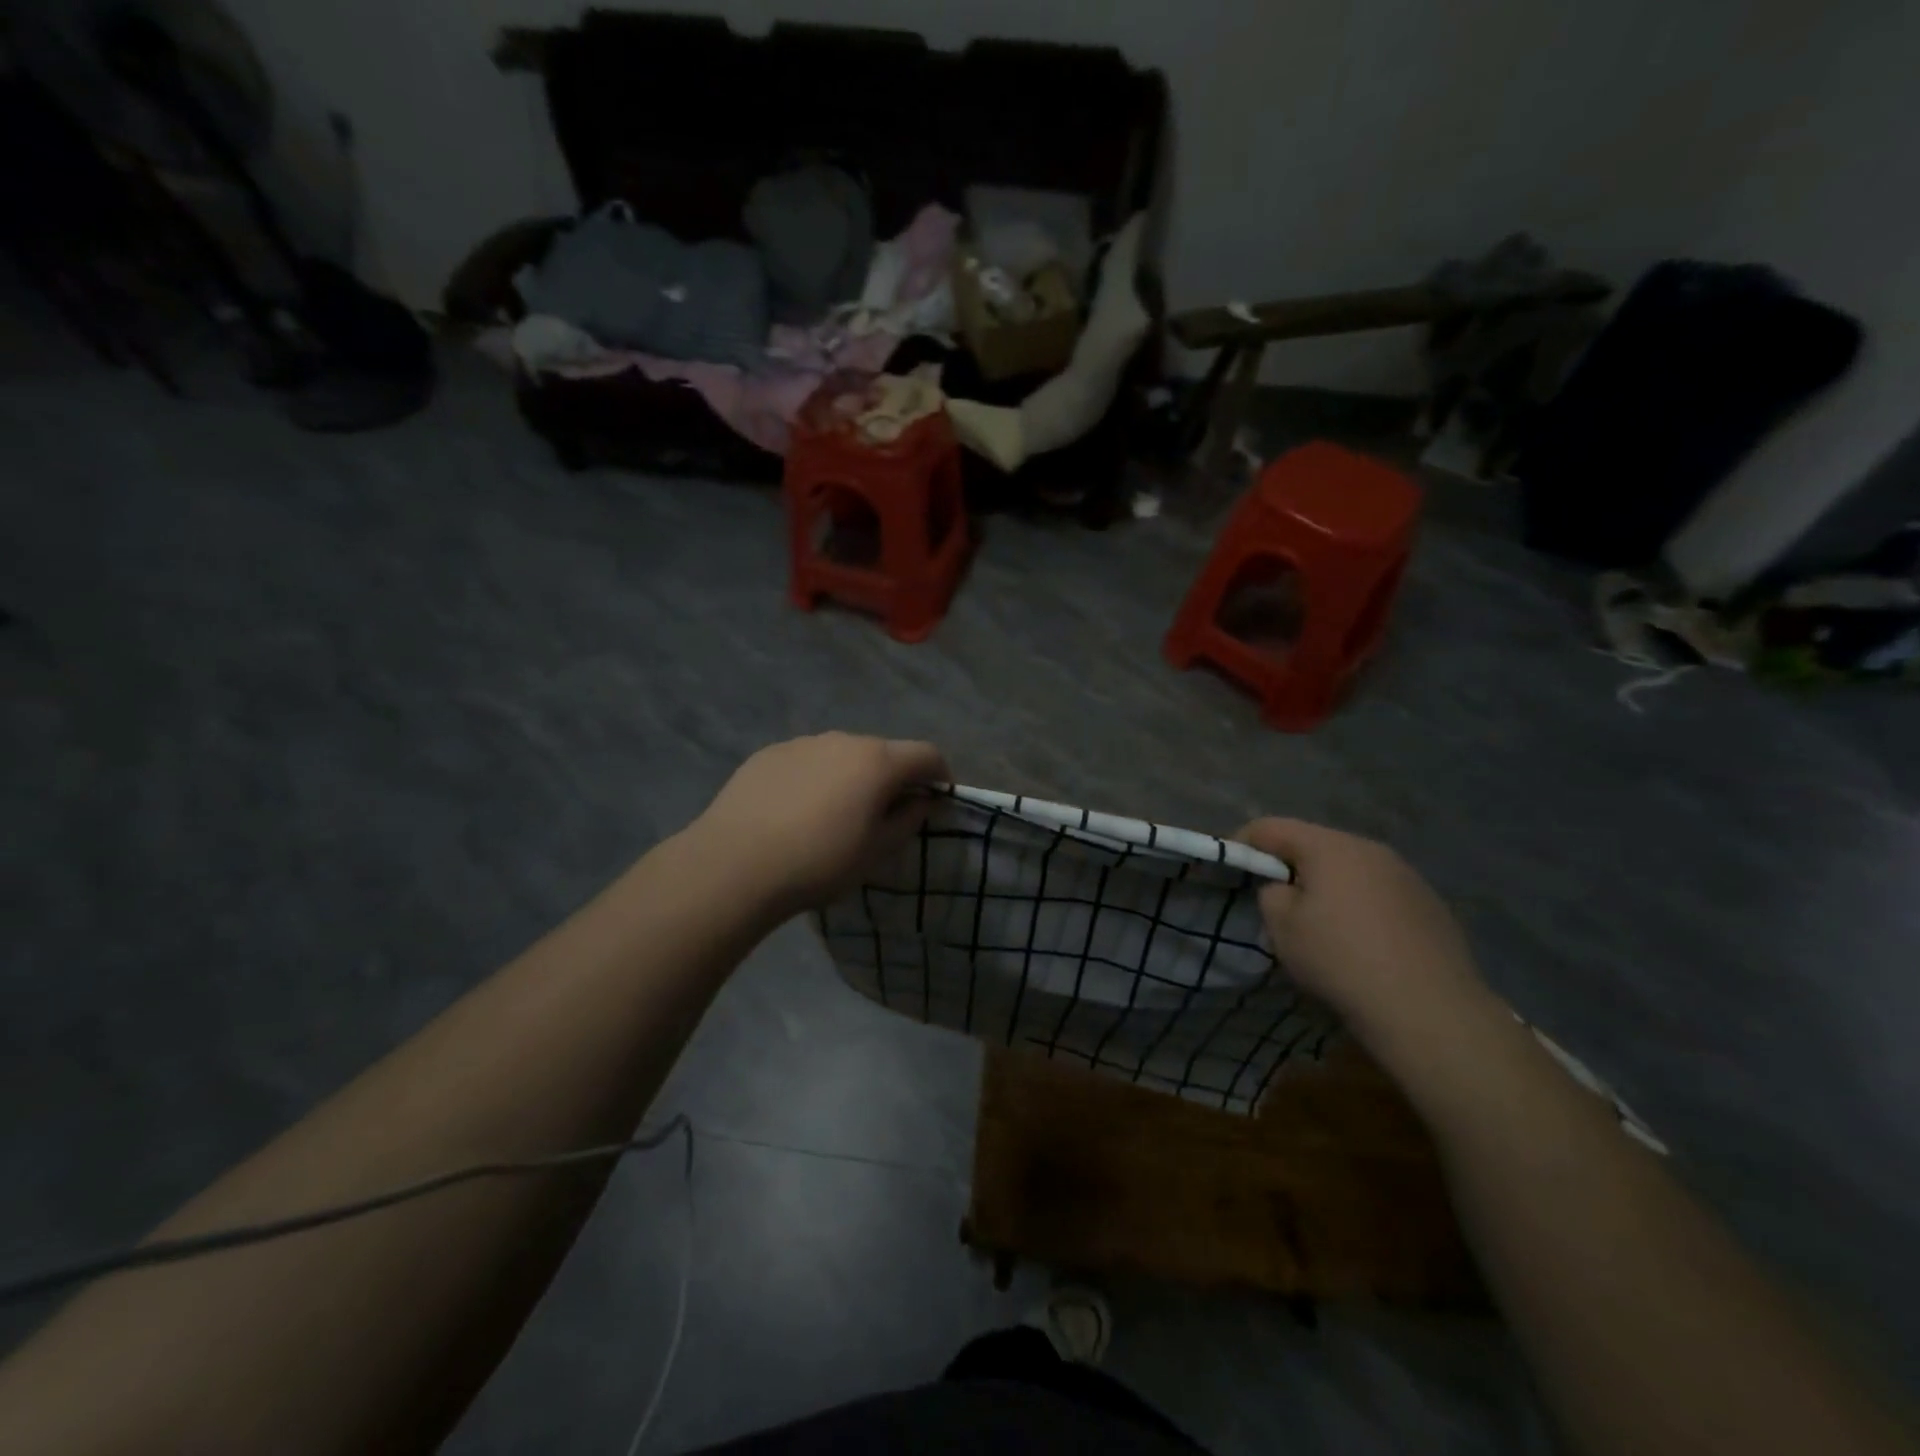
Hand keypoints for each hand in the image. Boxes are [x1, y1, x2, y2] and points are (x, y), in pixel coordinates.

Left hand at [688, 733, 949, 917]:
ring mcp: (802, 743)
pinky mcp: (768, 754)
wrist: (734, 865)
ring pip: (841, 755)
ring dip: (851, 777)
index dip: (940, 776)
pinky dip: (815, 778)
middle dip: (893, 778)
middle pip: (883, 752)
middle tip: (884, 815)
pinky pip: (807, 761)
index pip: (927, 754)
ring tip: (834, 816)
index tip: (937, 802)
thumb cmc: (820, 862)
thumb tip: (922, 801)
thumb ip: (908, 820)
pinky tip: (795, 812)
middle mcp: (843, 740)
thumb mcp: (876, 851)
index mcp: (878, 761)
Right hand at [1236, 818, 1489, 1052]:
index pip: (1271, 827)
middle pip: (1315, 844)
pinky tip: (1362, 943)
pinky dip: (1360, 906)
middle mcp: (1370, 849)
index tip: (1232, 870)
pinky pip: (1379, 893)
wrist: (1429, 1009)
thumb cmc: (1340, 959)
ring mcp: (1406, 875)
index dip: (1243, 843)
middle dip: (1290, 866)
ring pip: (1350, 869)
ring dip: (1328, 886)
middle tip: (1275, 900)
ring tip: (1320, 924)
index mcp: (1329, 847)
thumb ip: (1271, 895)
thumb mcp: (1281, 928)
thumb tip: (1286, 889)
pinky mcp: (1430, 904)